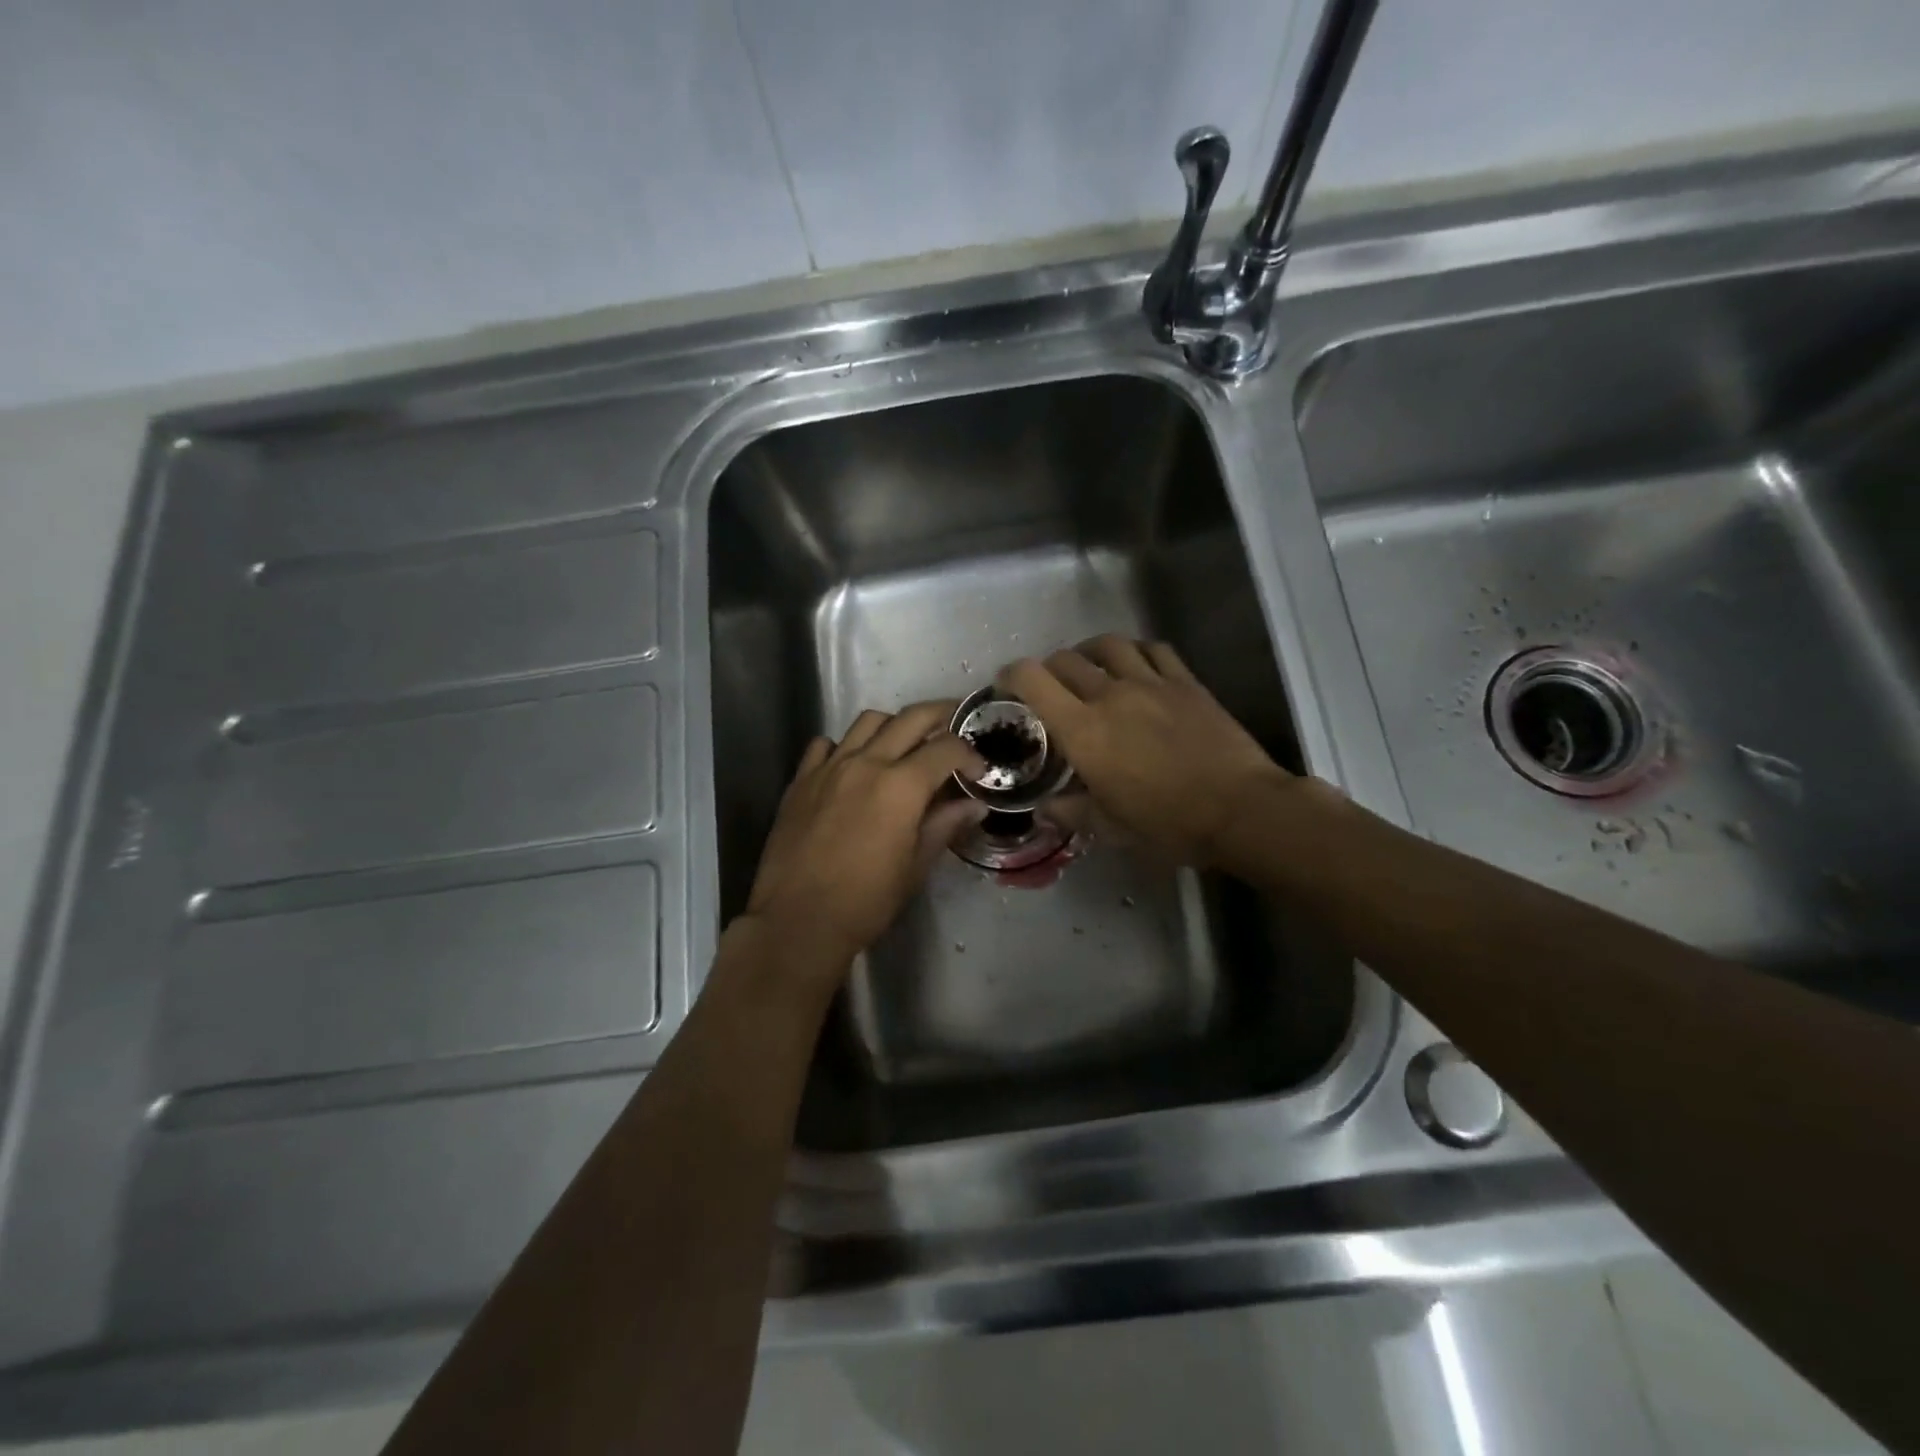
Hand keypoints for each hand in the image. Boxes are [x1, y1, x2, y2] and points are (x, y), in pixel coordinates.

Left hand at [744, 700, 985, 978]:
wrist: (798, 921)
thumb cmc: (866, 901)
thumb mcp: (916, 866)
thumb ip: (945, 825)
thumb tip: (974, 805)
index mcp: (901, 785)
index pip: (946, 748)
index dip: (969, 754)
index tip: (978, 770)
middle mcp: (866, 762)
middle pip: (911, 718)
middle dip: (941, 715)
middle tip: (955, 725)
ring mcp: (829, 767)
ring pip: (868, 721)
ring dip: (894, 724)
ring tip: (905, 743)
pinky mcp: (801, 780)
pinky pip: (826, 744)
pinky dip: (846, 745)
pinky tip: (854, 764)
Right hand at [1001, 637, 1287, 866]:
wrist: (1239, 809)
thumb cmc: (1168, 823)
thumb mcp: (1109, 827)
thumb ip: (1071, 811)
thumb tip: (1045, 808)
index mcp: (1083, 730)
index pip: (1033, 680)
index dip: (1012, 675)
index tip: (1007, 685)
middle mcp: (1110, 695)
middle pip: (1066, 659)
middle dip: (1048, 669)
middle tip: (1049, 688)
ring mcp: (1151, 683)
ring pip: (1108, 645)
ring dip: (1089, 652)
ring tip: (1089, 667)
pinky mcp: (1185, 682)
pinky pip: (1154, 650)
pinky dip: (1135, 652)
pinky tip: (1135, 666)